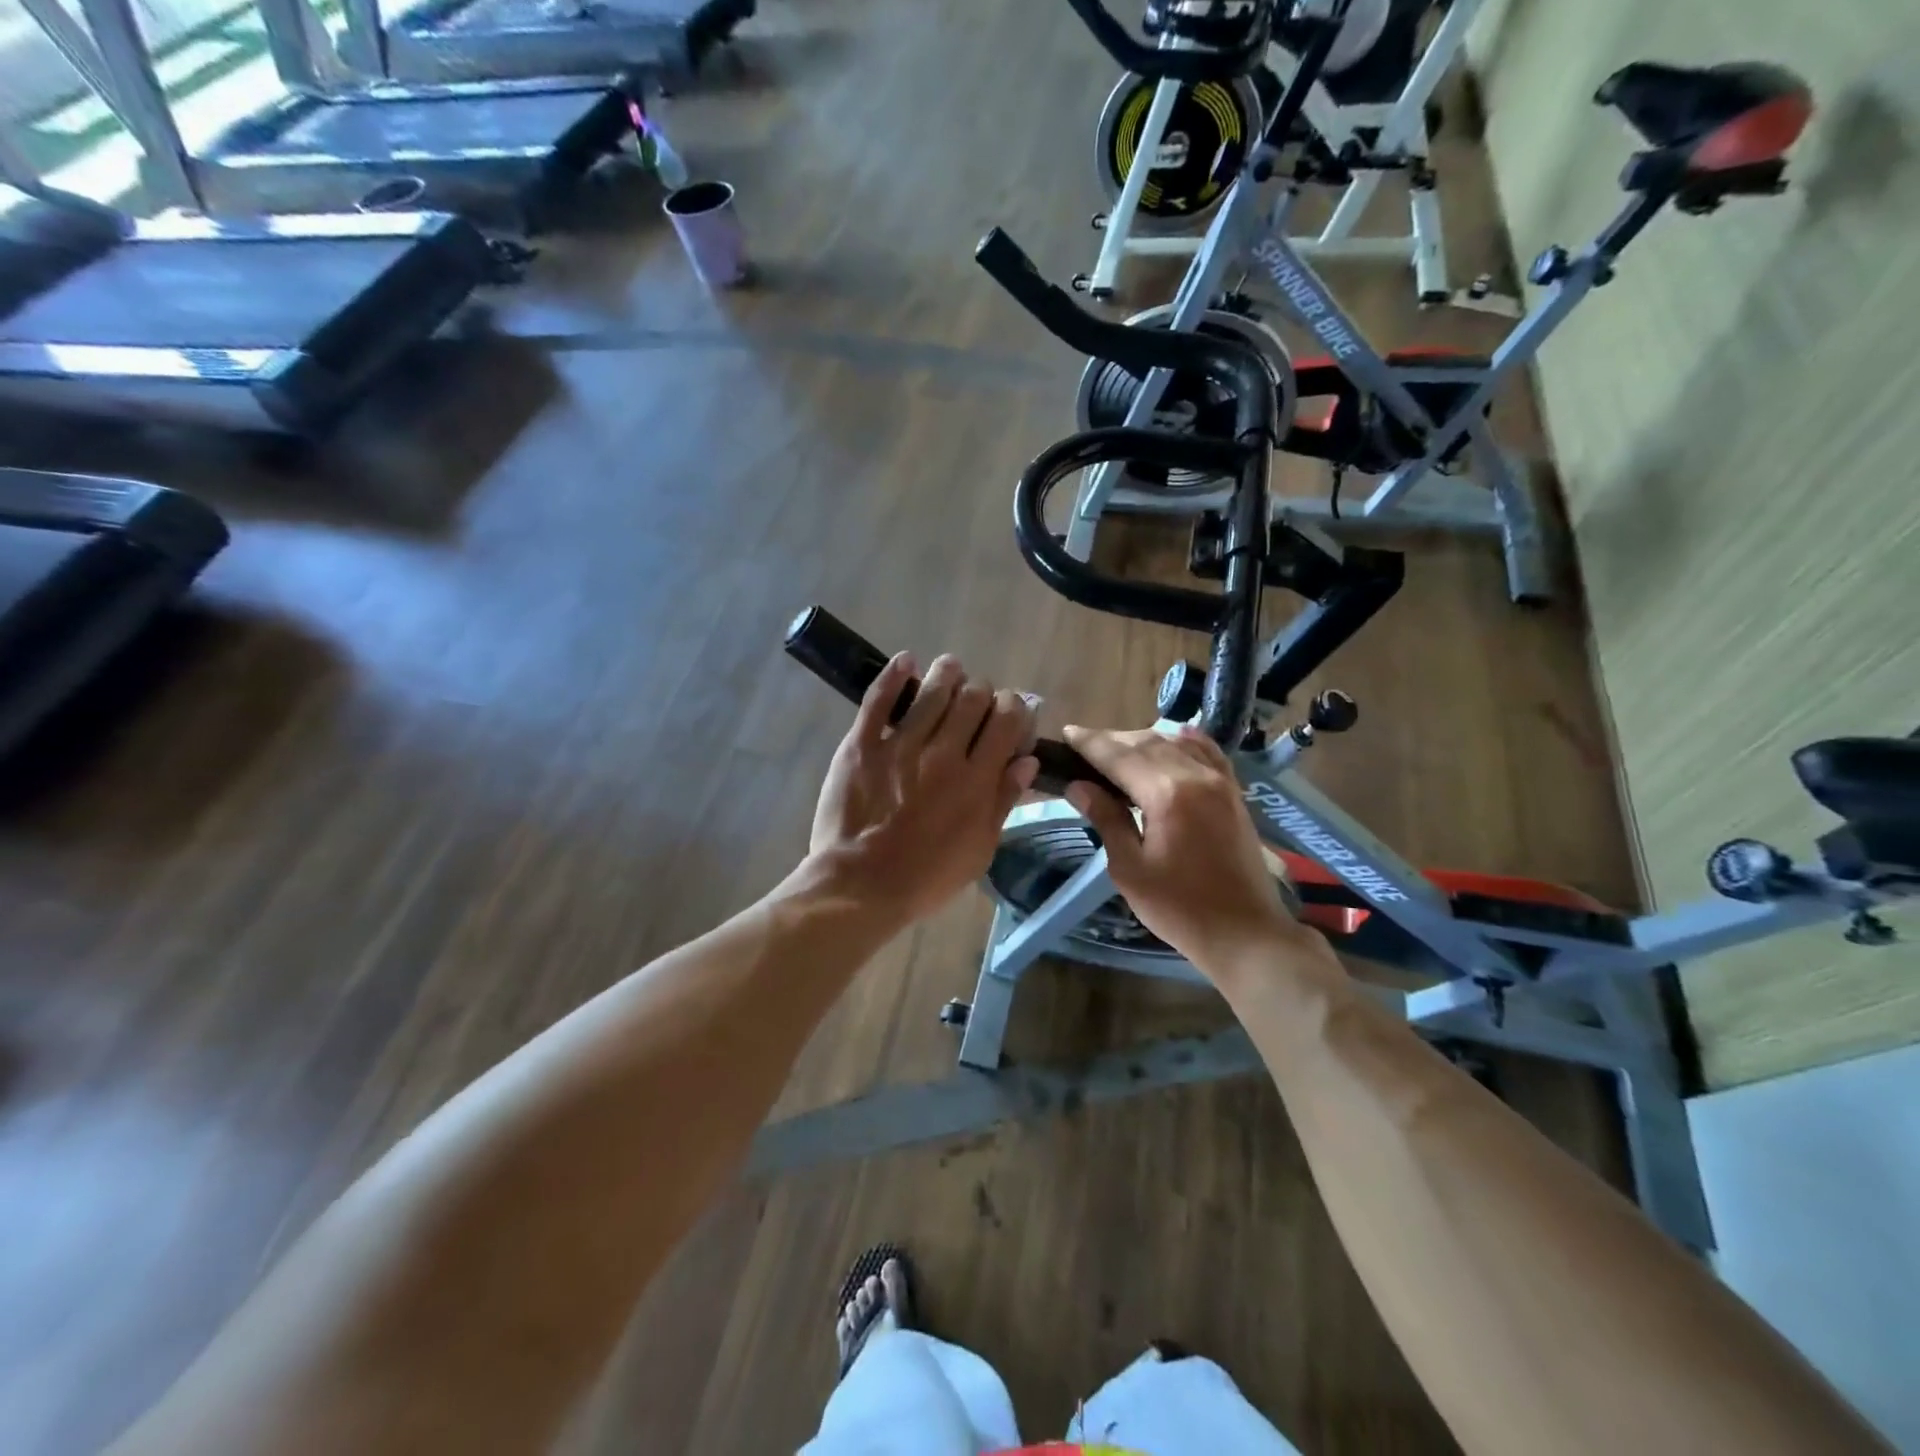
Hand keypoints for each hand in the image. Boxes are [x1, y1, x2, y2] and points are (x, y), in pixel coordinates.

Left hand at [809, 652, 1038, 924]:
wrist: (861, 886)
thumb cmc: (927, 877)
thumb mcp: (980, 850)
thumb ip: (1003, 801)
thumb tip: (1027, 760)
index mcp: (977, 779)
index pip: (1008, 719)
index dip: (1014, 707)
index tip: (1010, 713)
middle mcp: (944, 753)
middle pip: (974, 697)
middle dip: (982, 692)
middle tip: (976, 701)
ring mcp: (900, 745)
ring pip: (932, 690)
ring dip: (947, 673)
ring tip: (949, 671)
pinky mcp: (862, 744)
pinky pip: (879, 699)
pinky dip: (894, 674)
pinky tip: (906, 661)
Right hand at [1062, 724, 1307, 971]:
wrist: (1245, 932)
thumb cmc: (1179, 908)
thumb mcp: (1130, 869)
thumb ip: (1106, 819)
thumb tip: (1077, 785)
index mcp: (1166, 793)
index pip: (1119, 755)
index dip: (1090, 743)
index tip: (1066, 734)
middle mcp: (1195, 775)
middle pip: (1146, 741)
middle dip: (1112, 740)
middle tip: (1083, 746)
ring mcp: (1220, 781)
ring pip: (1175, 742)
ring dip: (1142, 739)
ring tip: (1117, 750)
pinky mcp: (1233, 792)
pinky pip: (1206, 751)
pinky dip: (1181, 742)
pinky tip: (1169, 741)